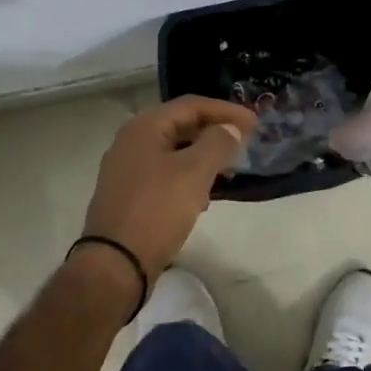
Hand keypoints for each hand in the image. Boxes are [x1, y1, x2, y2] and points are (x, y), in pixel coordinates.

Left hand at [79, 95, 256, 280]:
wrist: (115, 264)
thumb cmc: (156, 210)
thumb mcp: (194, 172)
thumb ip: (217, 143)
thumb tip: (230, 129)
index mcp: (144, 127)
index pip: (192, 105)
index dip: (226, 110)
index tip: (255, 123)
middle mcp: (131, 142)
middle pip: (181, 125)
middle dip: (215, 132)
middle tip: (244, 142)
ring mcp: (126, 170)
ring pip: (173, 151)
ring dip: (203, 156)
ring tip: (230, 170)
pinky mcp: (128, 196)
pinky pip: (164, 174)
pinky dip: (188, 177)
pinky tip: (203, 197)